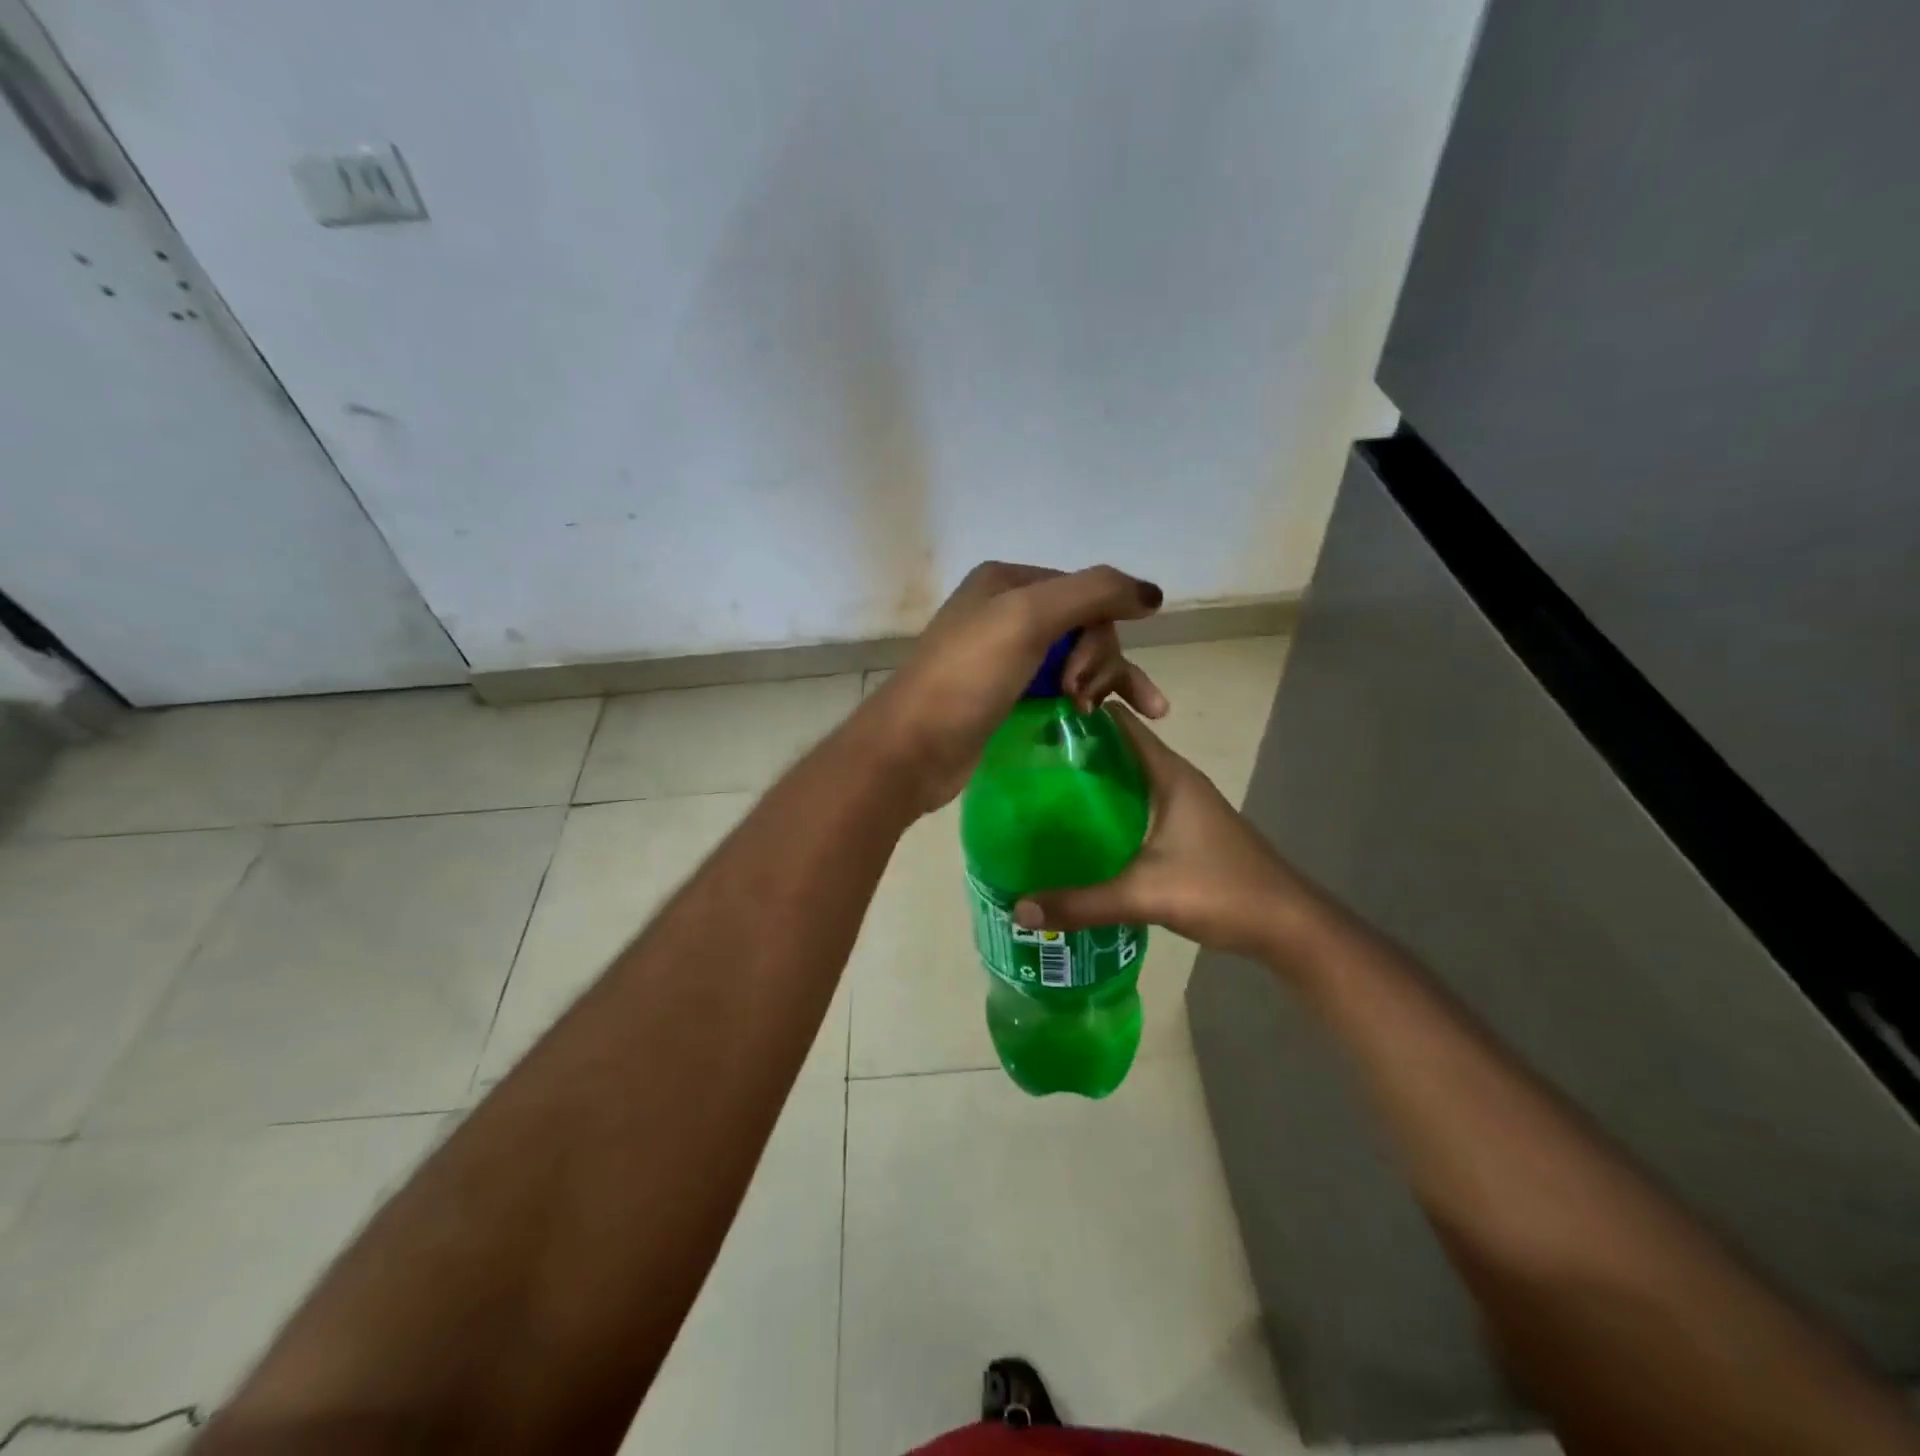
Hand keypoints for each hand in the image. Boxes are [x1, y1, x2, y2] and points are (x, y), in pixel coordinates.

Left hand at [863, 561, 1167, 810]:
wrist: (912, 748)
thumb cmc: (967, 676)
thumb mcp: (1028, 618)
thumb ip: (1095, 593)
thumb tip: (1153, 594)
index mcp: (1007, 581)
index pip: (1085, 592)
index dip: (1099, 630)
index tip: (1082, 674)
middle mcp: (1006, 611)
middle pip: (1084, 626)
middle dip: (1097, 661)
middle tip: (1080, 698)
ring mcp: (1005, 656)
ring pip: (1077, 658)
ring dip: (1105, 681)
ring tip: (1121, 713)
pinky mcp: (1006, 696)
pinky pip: (1059, 688)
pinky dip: (1086, 699)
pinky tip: (1103, 719)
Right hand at [1011, 704, 1304, 958]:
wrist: (1287, 925)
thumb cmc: (1220, 890)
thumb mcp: (1144, 895)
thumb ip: (1080, 903)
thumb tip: (1018, 907)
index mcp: (1169, 775)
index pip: (1120, 725)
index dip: (1080, 716)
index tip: (1035, 721)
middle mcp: (1177, 781)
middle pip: (1120, 751)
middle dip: (1076, 753)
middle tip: (1025, 763)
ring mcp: (1185, 806)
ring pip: (1130, 781)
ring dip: (1093, 783)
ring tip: (1043, 794)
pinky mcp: (1186, 832)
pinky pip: (1139, 806)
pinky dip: (1110, 810)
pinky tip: (1083, 832)